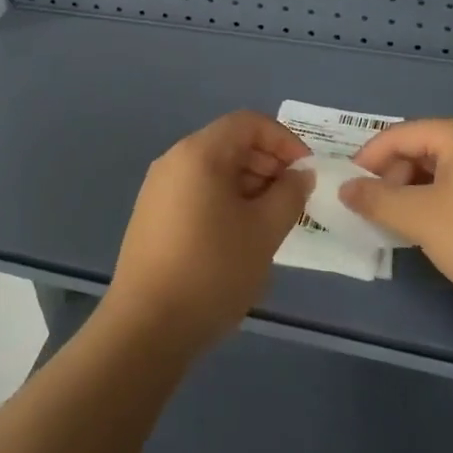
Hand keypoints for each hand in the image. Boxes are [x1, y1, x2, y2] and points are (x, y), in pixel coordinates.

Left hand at [103, 110, 311, 356]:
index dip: (284, 141)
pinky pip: (197, 192)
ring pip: (214, 170)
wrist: (146, 328)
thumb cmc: (212, 270)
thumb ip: (290, 194)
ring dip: (249, 186)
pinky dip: (226, 201)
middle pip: (230, 143)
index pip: (249, 123)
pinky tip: (240, 238)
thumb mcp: (264, 231)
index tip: (307, 174)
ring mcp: (158, 189)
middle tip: (294, 201)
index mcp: (199, 153)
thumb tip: (300, 174)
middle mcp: (174, 160)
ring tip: (272, 223)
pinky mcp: (152, 216)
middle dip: (268, 164)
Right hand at [343, 117, 452, 322]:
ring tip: (397, 227)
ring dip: (412, 196)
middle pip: (418, 151)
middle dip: (391, 180)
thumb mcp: (422, 219)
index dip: (366, 160)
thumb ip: (377, 200)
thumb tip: (345, 189)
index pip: (398, 135)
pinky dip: (437, 205)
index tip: (346, 189)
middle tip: (372, 213)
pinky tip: (431, 234)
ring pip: (438, 173)